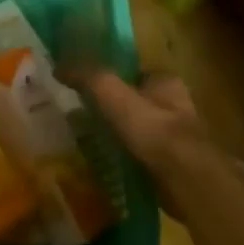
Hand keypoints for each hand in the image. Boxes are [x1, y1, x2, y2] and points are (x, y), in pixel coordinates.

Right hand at [72, 67, 222, 213]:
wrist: (185, 178)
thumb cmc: (152, 127)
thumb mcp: (111, 92)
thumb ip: (86, 76)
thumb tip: (58, 66)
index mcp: (166, 82)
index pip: (136, 74)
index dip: (115, 80)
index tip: (91, 91)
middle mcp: (177, 107)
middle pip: (140, 103)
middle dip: (119, 112)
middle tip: (89, 119)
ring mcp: (179, 140)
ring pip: (143, 133)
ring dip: (125, 138)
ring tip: (95, 145)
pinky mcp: (177, 169)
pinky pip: (146, 159)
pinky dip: (131, 161)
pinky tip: (112, 167)